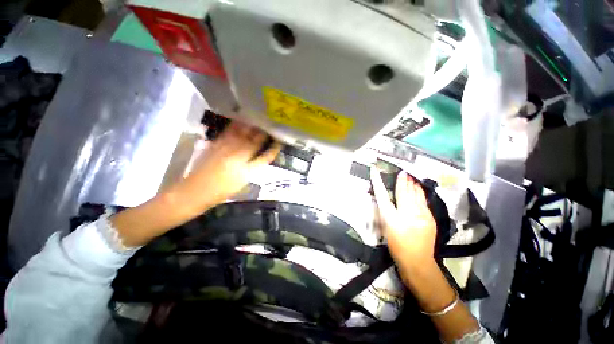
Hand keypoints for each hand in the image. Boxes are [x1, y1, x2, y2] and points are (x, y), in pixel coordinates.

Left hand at [172, 121, 281, 215]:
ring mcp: (226, 149)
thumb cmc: (221, 192)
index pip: (264, 157)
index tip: (279, 143)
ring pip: (242, 135)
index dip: (273, 150)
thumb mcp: (241, 184)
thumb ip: (252, 169)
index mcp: (246, 169)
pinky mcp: (216, 145)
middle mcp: (238, 156)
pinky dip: (235, 126)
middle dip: (263, 135)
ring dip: (251, 128)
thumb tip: (259, 158)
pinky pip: (228, 133)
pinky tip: (239, 122)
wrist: (195, 191)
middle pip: (254, 142)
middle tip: (269, 129)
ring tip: (258, 122)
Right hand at [370, 168, 482, 341]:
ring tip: (410, 177)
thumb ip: (385, 214)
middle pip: (402, 193)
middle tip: (402, 172)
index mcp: (391, 218)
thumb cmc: (397, 246)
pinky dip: (420, 193)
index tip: (375, 171)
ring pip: (415, 196)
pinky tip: (419, 188)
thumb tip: (385, 201)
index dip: (377, 182)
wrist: (417, 262)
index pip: (382, 195)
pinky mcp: (429, 218)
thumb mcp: (386, 229)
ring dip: (412, 185)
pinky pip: (423, 202)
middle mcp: (406, 214)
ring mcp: (420, 216)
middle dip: (402, 181)